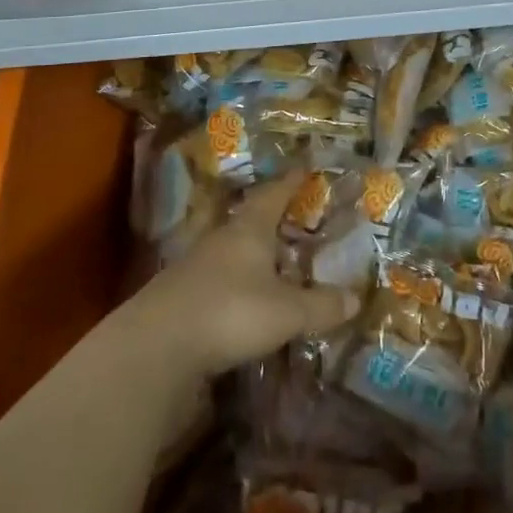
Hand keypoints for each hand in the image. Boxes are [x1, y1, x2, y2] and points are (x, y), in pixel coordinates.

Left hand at [129, 173, 359, 381]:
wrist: (156, 345)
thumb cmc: (230, 312)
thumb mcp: (286, 312)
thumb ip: (321, 305)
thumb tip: (356, 298)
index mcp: (249, 229)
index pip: (274, 194)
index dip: (291, 181)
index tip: (304, 167)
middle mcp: (222, 238)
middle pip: (250, 217)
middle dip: (272, 214)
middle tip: (294, 212)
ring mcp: (196, 265)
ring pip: (231, 247)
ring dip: (252, 249)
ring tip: (273, 255)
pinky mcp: (180, 294)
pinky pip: (217, 275)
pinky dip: (236, 278)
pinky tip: (243, 293)